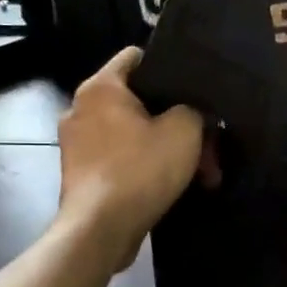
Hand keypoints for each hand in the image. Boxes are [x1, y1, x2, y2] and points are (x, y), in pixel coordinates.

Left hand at [57, 48, 204, 268]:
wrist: (101, 231)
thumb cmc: (140, 170)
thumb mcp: (184, 130)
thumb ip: (194, 108)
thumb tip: (192, 111)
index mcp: (100, 87)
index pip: (135, 56)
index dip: (170, 66)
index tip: (196, 87)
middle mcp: (81, 109)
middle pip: (140, 102)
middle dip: (179, 123)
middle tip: (209, 145)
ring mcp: (78, 144)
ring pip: (135, 134)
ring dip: (168, 150)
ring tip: (202, 174)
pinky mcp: (82, 175)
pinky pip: (123, 159)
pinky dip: (148, 168)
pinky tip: (175, 186)